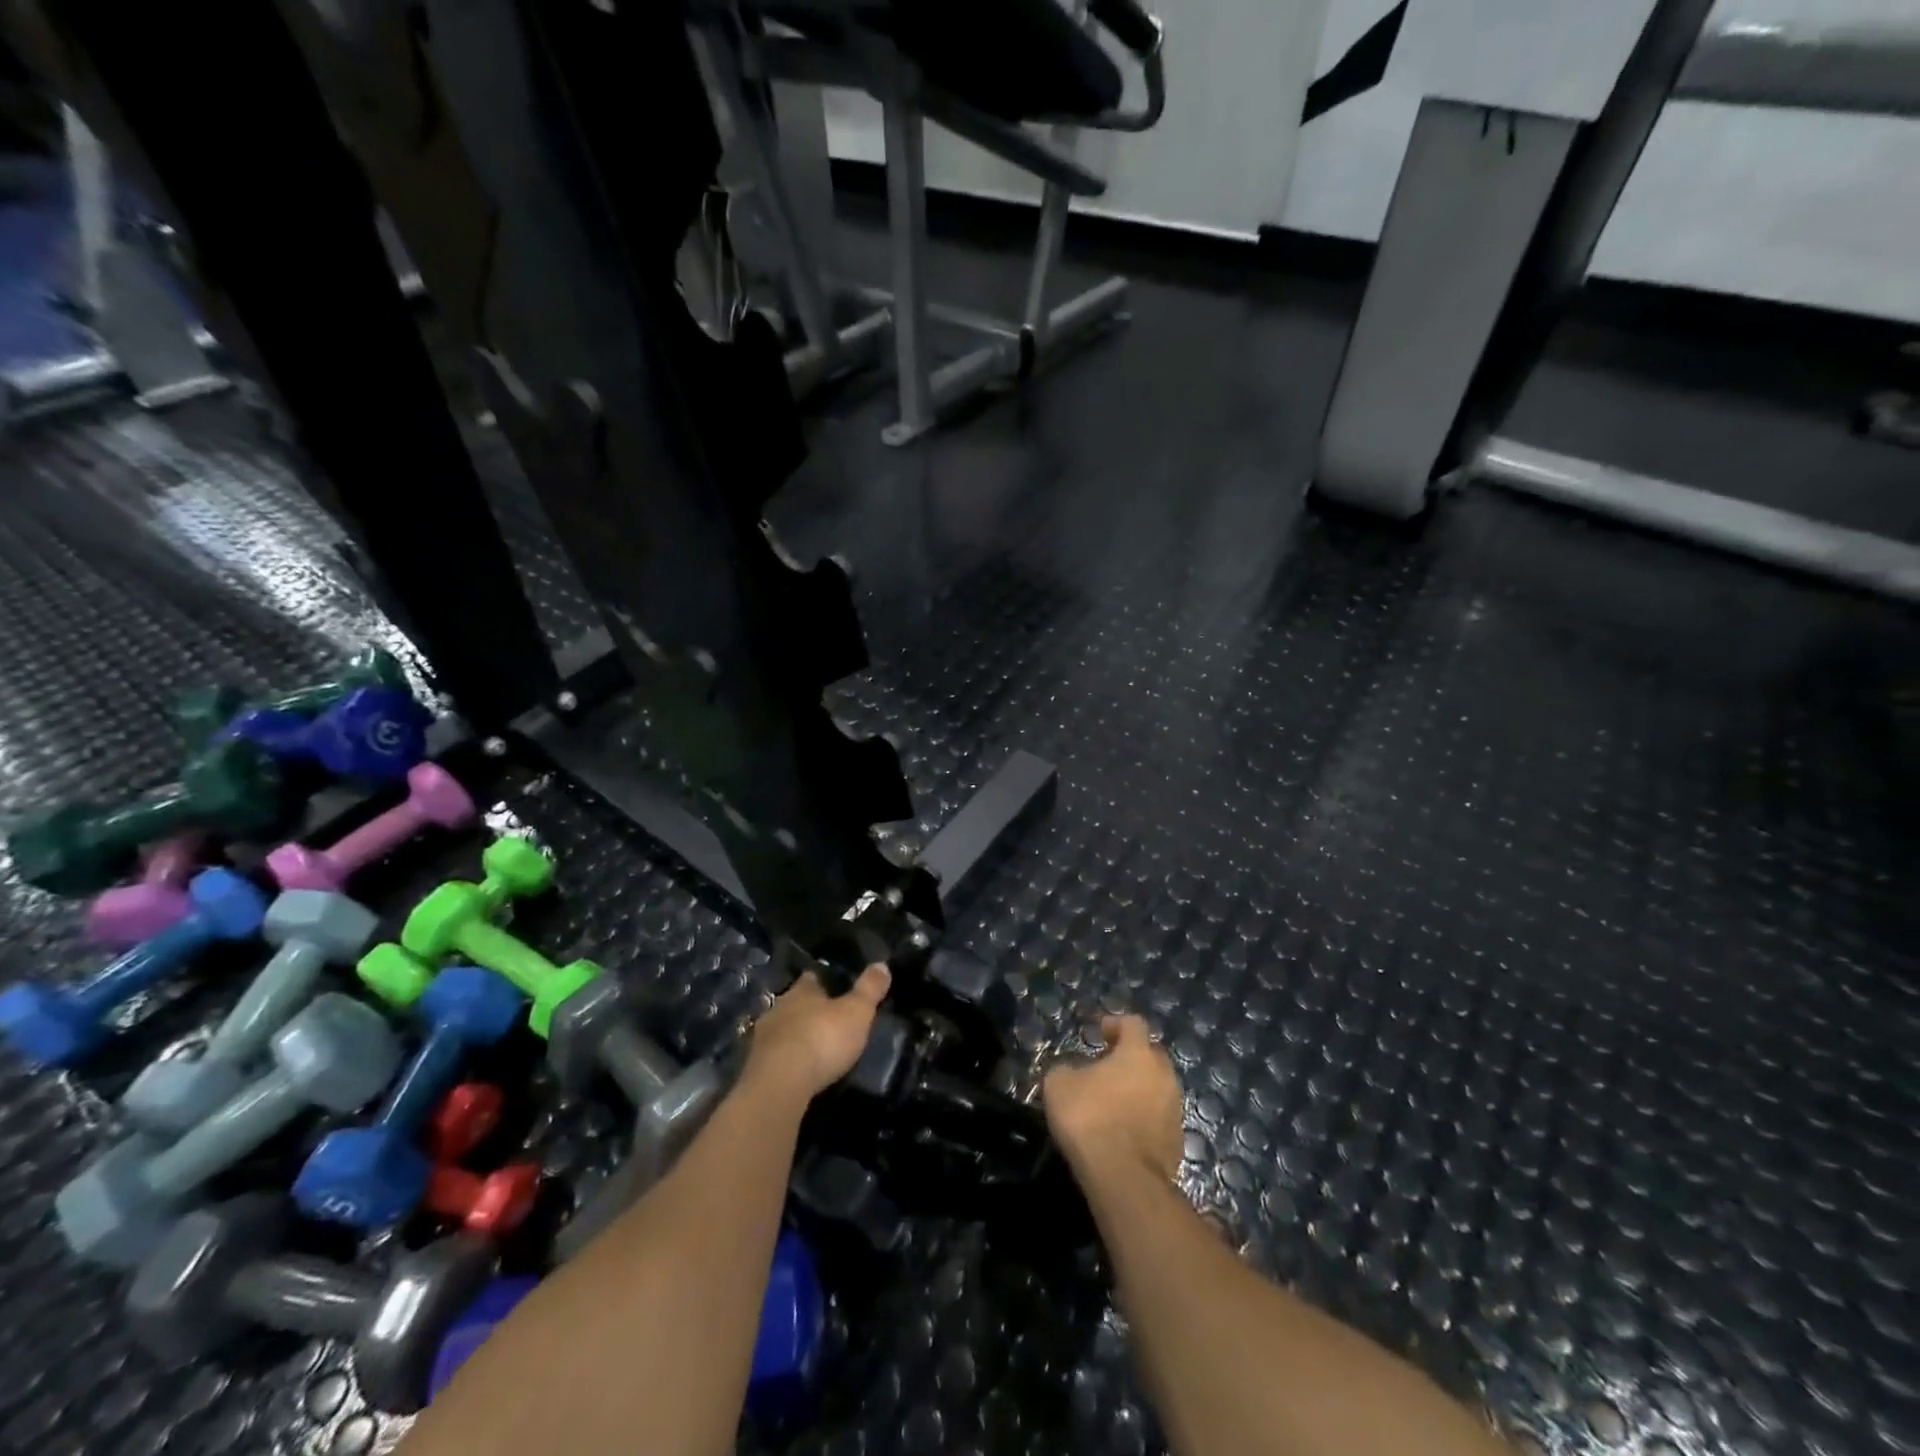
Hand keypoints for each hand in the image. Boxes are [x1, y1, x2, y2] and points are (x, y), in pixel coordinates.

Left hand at [743, 964, 890, 1100]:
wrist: (779, 1084)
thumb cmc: (822, 1039)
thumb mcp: (857, 1012)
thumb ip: (869, 989)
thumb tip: (882, 964)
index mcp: (801, 991)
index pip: (811, 978)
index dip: (822, 981)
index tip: (832, 986)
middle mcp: (778, 1008)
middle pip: (794, 1003)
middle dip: (807, 1010)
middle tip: (825, 1019)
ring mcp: (762, 1039)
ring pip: (782, 1030)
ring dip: (794, 1036)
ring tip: (812, 1047)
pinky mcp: (755, 1068)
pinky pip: (774, 1057)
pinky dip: (785, 1061)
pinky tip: (797, 1070)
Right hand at [1043, 1014, 1183, 1183]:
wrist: (1124, 1178)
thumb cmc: (1090, 1118)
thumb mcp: (1059, 1084)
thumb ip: (1067, 1069)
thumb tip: (1072, 1072)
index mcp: (1138, 1053)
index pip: (1133, 1023)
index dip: (1115, 1023)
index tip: (1100, 1032)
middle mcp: (1164, 1075)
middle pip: (1151, 1055)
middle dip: (1130, 1057)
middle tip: (1107, 1066)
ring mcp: (1174, 1110)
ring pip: (1157, 1088)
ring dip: (1138, 1089)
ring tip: (1113, 1102)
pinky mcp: (1177, 1142)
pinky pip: (1158, 1118)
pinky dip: (1143, 1118)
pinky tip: (1123, 1131)